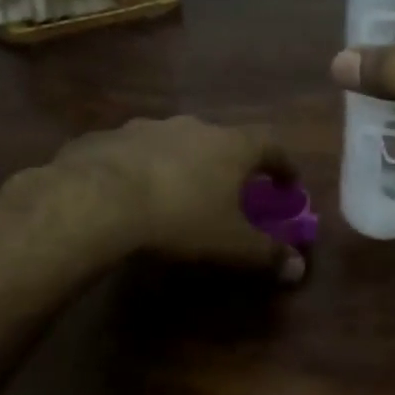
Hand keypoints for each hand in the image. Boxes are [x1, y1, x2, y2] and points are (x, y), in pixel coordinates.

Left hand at [13, 117, 306, 282]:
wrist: (96, 201)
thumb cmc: (180, 218)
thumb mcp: (231, 244)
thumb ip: (267, 253)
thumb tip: (298, 267)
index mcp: (231, 146)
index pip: (272, 145)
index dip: (284, 165)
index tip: (288, 185)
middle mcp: (193, 126)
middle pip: (223, 140)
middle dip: (230, 164)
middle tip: (229, 191)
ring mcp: (146, 128)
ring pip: (176, 143)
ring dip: (184, 163)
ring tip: (177, 192)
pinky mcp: (107, 138)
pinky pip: (135, 152)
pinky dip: (142, 169)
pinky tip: (131, 194)